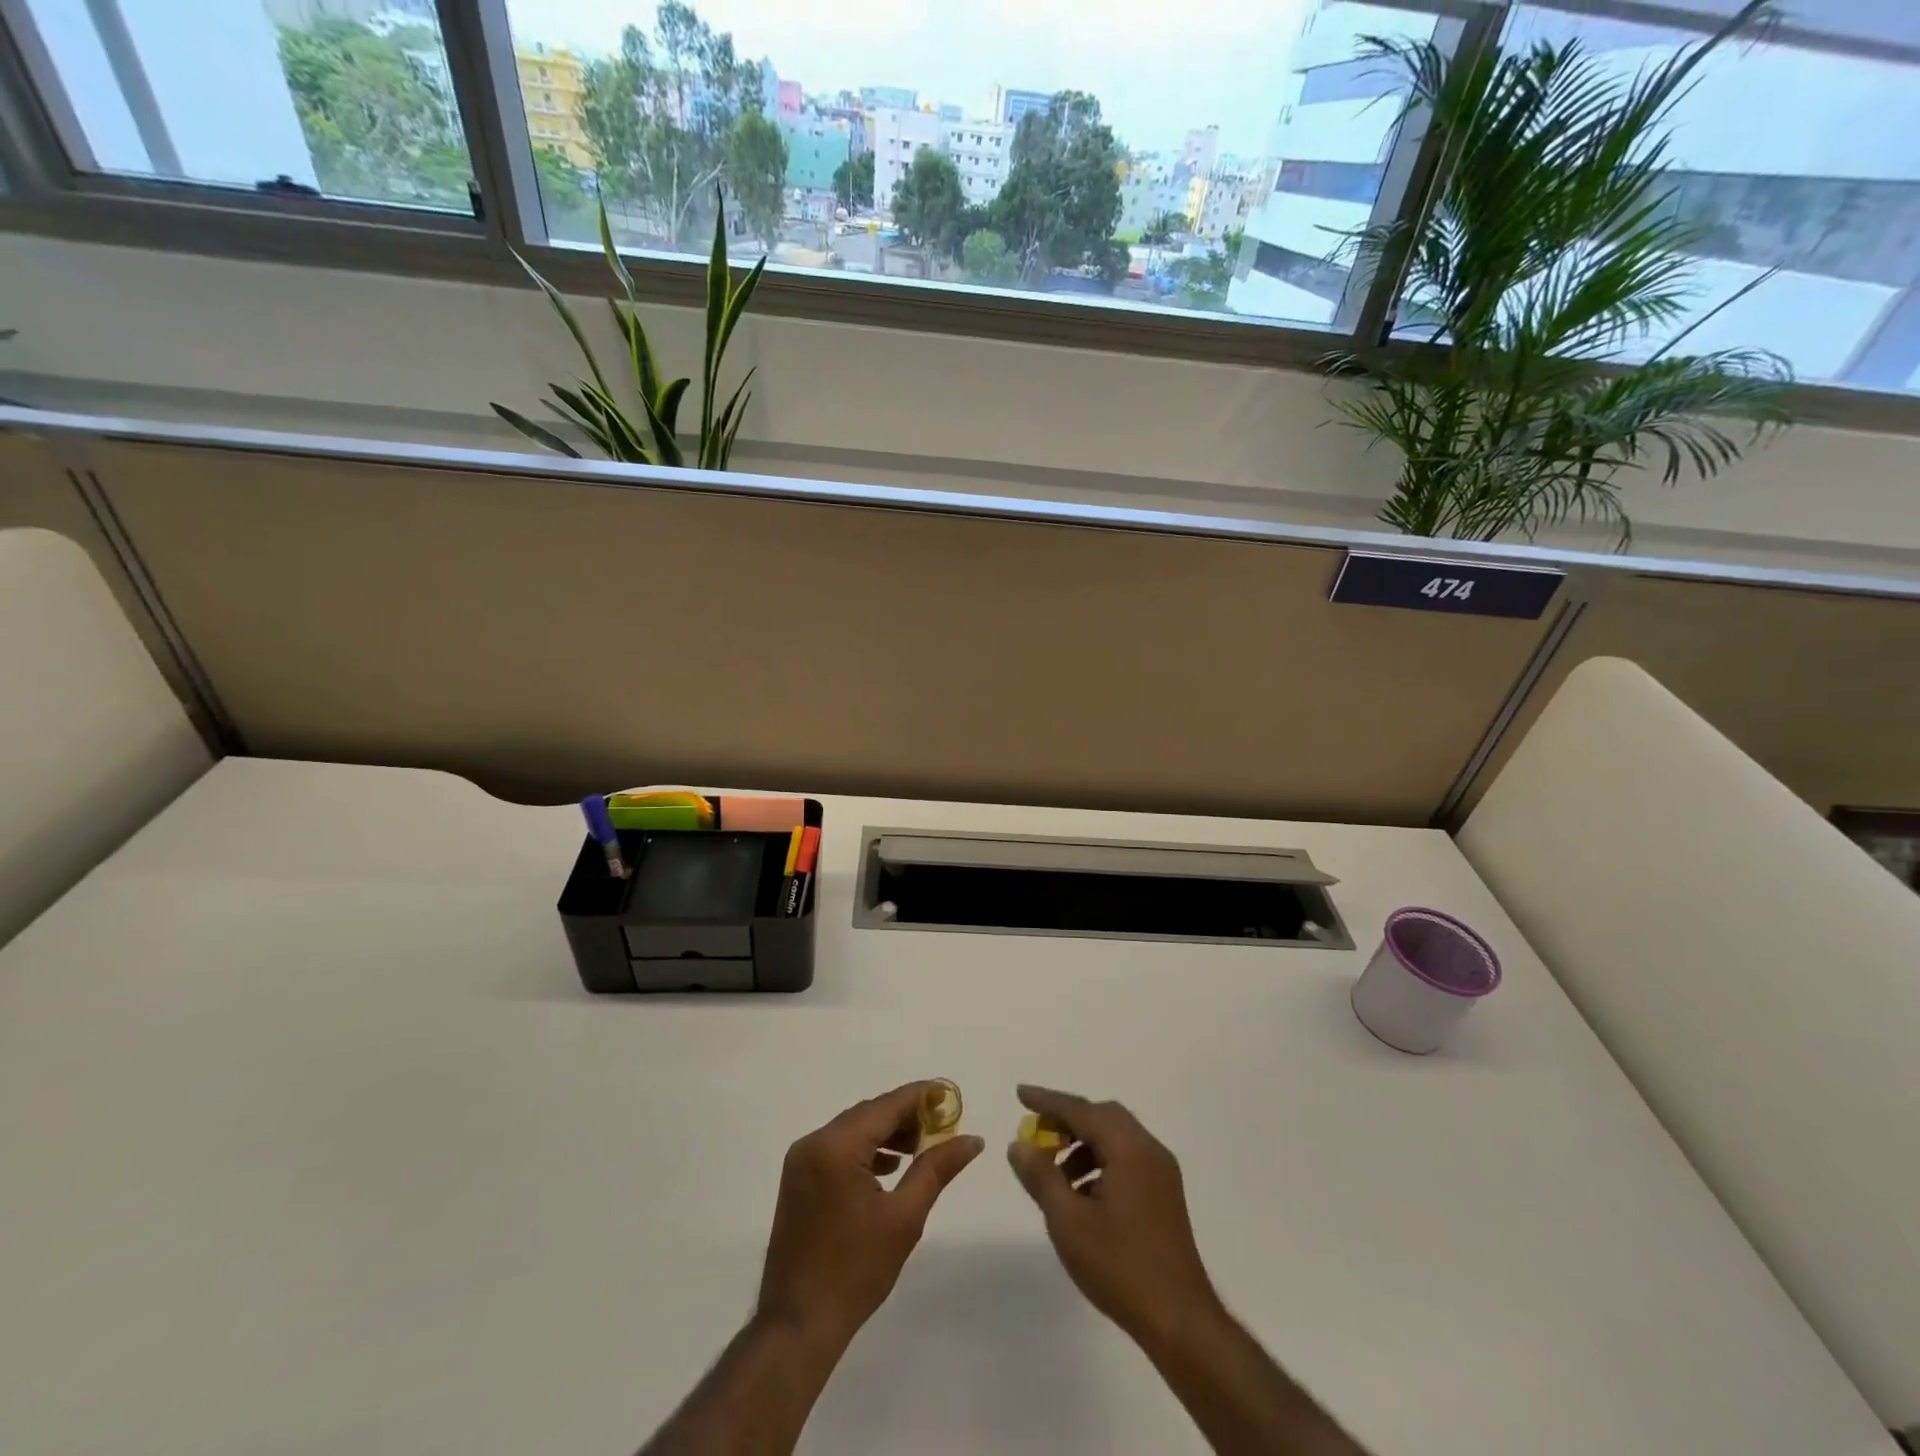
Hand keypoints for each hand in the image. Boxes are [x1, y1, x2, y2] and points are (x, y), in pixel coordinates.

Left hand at [757, 1081, 984, 1349]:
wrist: (799, 1325)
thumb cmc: (856, 1270)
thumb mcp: (905, 1217)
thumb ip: (937, 1168)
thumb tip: (972, 1139)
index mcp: (837, 1146)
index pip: (886, 1105)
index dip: (921, 1096)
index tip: (950, 1095)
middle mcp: (814, 1142)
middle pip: (868, 1114)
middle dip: (905, 1116)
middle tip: (941, 1127)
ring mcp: (801, 1160)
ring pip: (852, 1130)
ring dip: (886, 1133)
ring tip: (920, 1148)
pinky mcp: (798, 1179)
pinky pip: (837, 1148)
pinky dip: (865, 1150)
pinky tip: (889, 1168)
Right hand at [1007, 1085, 1220, 1347]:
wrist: (1180, 1321)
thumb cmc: (1121, 1267)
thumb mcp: (1069, 1222)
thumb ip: (1041, 1177)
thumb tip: (1019, 1145)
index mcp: (1129, 1149)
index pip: (1081, 1110)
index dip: (1048, 1101)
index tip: (1019, 1094)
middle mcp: (1149, 1150)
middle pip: (1102, 1116)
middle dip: (1067, 1120)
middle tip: (1037, 1134)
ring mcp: (1162, 1173)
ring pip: (1115, 1138)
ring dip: (1083, 1143)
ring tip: (1055, 1173)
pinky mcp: (1165, 1195)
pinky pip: (1127, 1158)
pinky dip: (1100, 1161)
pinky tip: (1082, 1195)